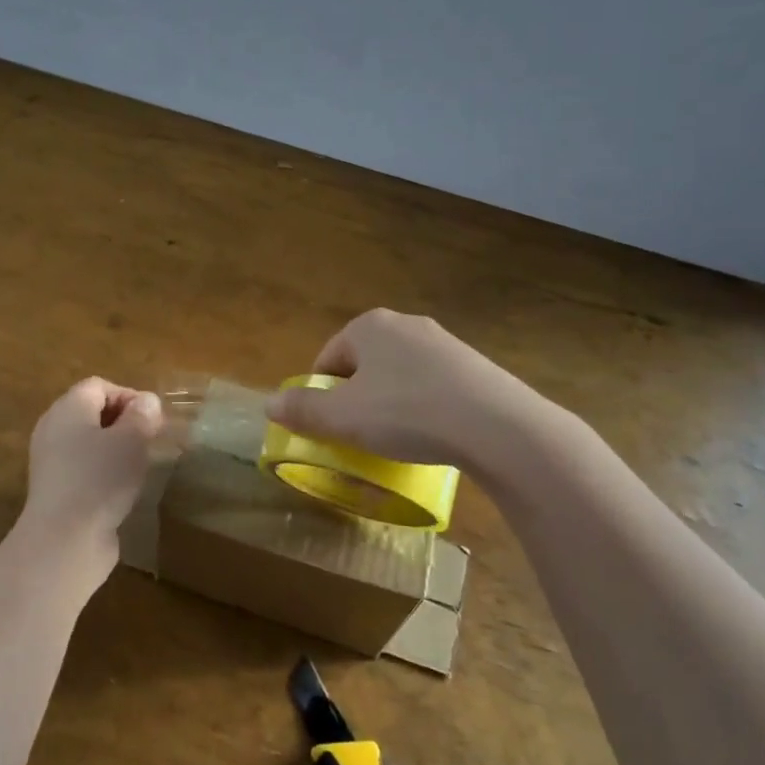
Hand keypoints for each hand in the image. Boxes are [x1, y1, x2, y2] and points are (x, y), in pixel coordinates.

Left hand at [22, 378, 163, 551]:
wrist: (65, 541)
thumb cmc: (101, 478)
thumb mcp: (133, 439)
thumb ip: (143, 415)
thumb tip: (146, 402)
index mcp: (67, 408)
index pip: (99, 386)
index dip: (129, 396)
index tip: (151, 421)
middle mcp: (53, 429)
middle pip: (92, 413)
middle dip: (124, 423)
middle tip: (149, 442)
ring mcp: (51, 462)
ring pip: (89, 443)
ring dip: (116, 450)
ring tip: (139, 467)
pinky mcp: (55, 491)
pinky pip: (84, 470)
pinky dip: (103, 474)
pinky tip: (121, 492)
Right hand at [265, 309, 532, 469]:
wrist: (496, 424)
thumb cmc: (406, 413)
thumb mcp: (344, 418)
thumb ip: (304, 410)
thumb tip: (269, 404)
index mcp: (369, 326)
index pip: (329, 356)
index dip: (321, 392)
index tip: (327, 426)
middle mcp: (405, 324)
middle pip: (365, 363)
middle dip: (357, 397)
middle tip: (358, 434)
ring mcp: (444, 342)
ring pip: (400, 374)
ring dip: (390, 402)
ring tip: (396, 440)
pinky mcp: (473, 365)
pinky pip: (433, 385)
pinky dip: (424, 406)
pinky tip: (432, 435)